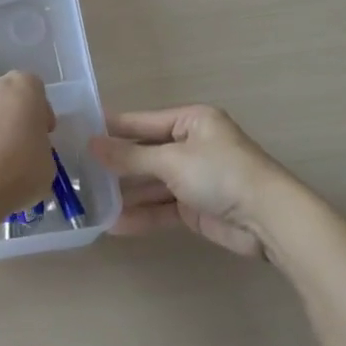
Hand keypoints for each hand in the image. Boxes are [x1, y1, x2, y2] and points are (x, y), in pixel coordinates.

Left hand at [0, 72, 58, 216]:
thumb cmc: (23, 165)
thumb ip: (40, 147)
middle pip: (10, 98)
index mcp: (25, 86)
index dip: (41, 114)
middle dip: (17, 118)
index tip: (43, 135)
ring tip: (4, 161)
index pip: (37, 92)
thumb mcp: (48, 160)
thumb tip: (30, 153)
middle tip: (24, 146)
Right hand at [89, 105, 289, 257]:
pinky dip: (140, 215)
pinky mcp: (195, 207)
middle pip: (144, 154)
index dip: (111, 129)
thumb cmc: (221, 174)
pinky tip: (114, 224)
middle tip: (76, 174)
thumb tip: (92, 145)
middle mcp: (191, 145)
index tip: (78, 134)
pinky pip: (160, 208)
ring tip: (89, 204)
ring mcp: (193, 178)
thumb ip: (130, 156)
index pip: (141, 123)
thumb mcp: (171, 160)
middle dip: (114, 166)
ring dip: (124, 194)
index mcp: (191, 121)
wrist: (268, 219)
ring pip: (150, 184)